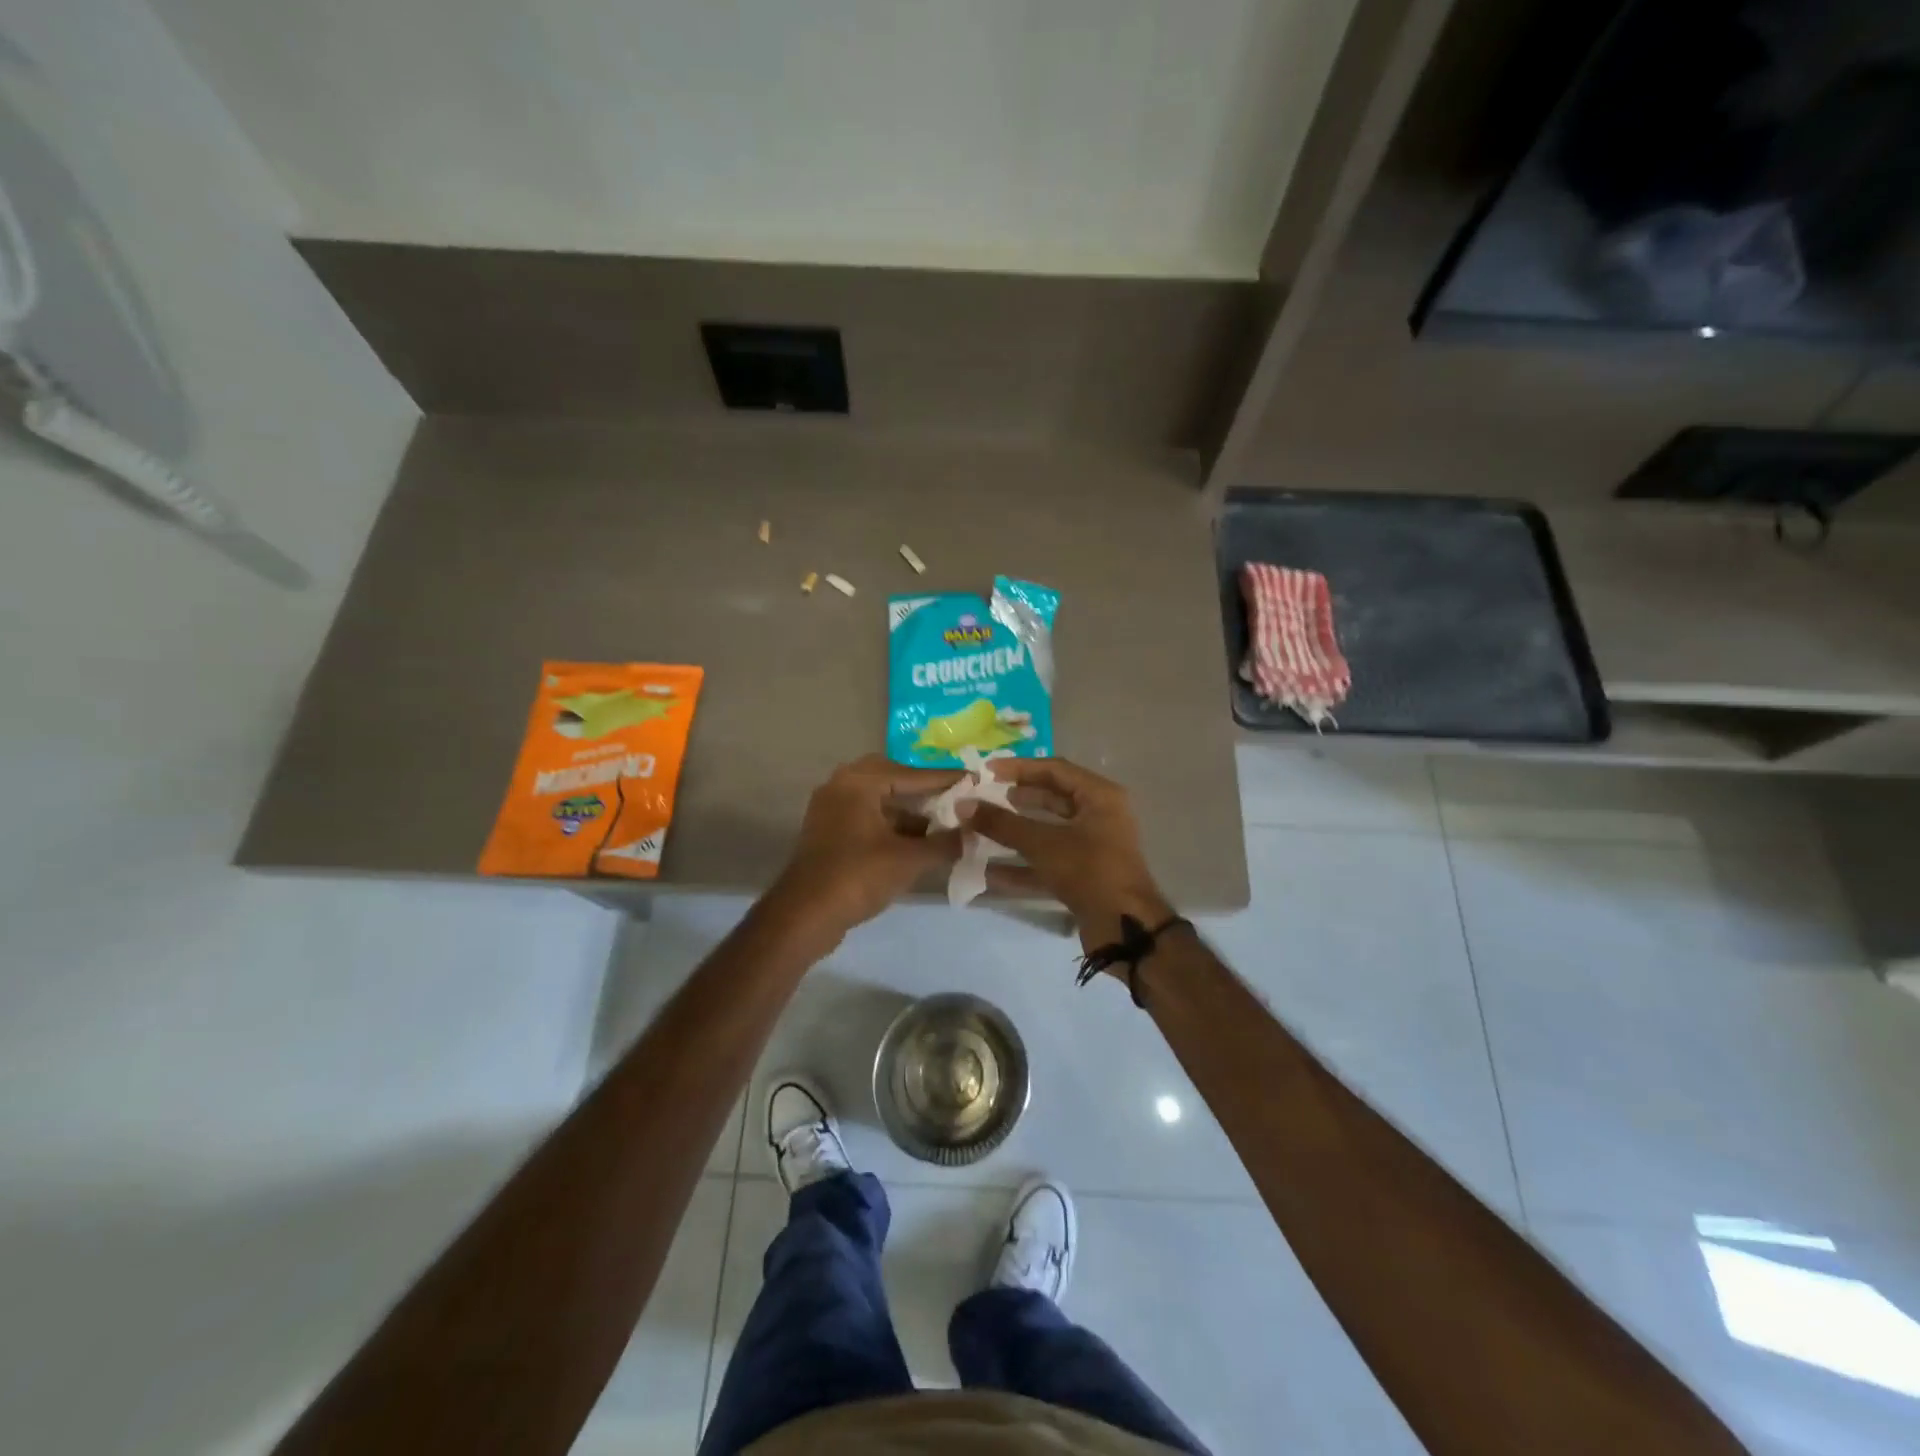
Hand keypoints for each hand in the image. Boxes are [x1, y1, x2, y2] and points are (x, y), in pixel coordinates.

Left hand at [765, 754, 962, 945]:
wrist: (805, 915)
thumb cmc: (858, 877)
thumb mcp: (909, 860)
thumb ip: (944, 843)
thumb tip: (973, 834)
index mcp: (859, 782)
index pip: (912, 774)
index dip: (946, 779)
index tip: (974, 779)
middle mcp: (841, 785)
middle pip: (892, 777)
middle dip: (922, 788)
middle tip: (952, 797)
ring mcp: (831, 808)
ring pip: (878, 798)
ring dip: (907, 809)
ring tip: (940, 823)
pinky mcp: (828, 831)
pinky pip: (866, 815)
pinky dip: (890, 823)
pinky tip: (915, 840)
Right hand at [964, 757, 1174, 955]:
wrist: (1125, 928)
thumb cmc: (1089, 871)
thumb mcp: (1042, 843)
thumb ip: (1002, 823)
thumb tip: (963, 805)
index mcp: (1099, 796)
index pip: (1054, 769)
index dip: (1018, 768)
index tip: (985, 771)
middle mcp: (1100, 816)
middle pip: (1052, 798)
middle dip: (1016, 798)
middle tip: (983, 797)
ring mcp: (1093, 847)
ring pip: (1048, 831)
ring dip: (1015, 831)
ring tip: (981, 828)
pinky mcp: (1084, 875)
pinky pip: (1049, 861)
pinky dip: (1022, 864)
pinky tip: (988, 869)